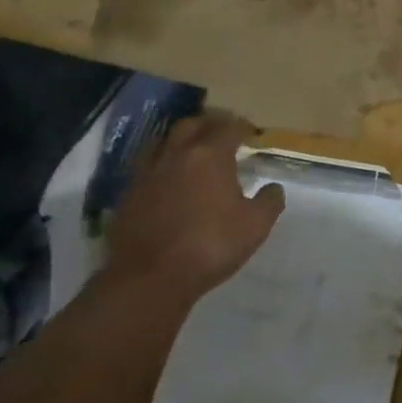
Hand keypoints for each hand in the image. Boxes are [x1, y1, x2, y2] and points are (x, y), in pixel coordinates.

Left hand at [105, 112, 284, 306]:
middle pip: (192, 125)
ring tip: (193, 153)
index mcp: (209, 155)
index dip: (242, 127)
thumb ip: (269, 202)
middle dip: (209, 124)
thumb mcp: (255, 226)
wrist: (148, 278)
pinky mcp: (128, 195)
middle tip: (221, 133)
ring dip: (181, 142)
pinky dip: (162, 166)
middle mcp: (176, 155)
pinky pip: (147, 168)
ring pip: (164, 142)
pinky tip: (169, 182)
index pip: (228, 127)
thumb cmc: (209, 246)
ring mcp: (147, 173)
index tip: (250, 133)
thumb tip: (274, 188)